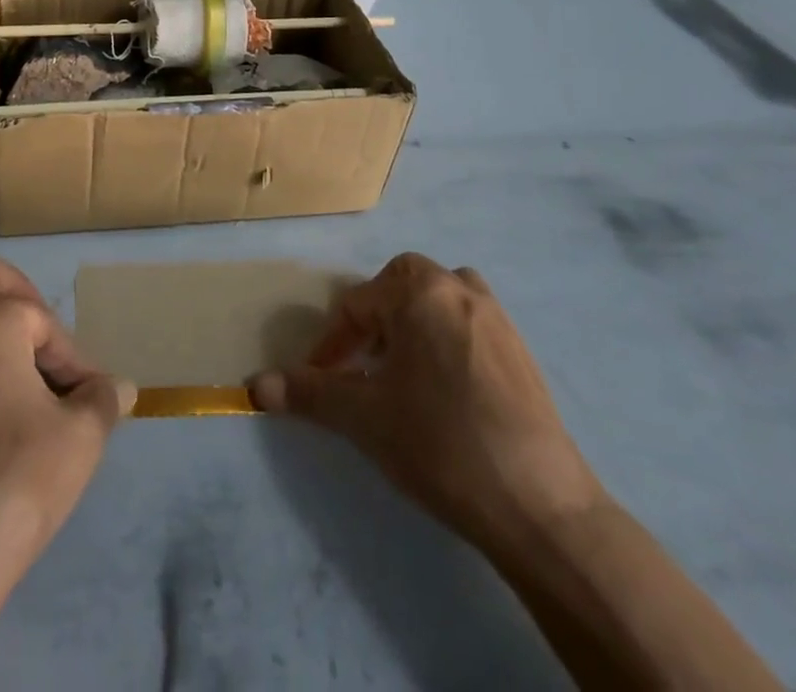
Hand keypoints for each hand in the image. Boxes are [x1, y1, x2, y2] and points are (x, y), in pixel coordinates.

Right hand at [252, 253, 603, 552]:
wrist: (541, 508)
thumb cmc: (440, 443)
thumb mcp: (364, 417)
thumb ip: (308, 393)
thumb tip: (254, 386)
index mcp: (419, 290)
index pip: (357, 304)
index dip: (331, 344)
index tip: (322, 380)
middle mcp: (459, 288)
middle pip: (400, 288)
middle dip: (374, 323)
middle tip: (363, 367)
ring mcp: (498, 318)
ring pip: (438, 301)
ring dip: (412, 325)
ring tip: (402, 372)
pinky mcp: (523, 352)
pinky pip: (469, 325)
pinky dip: (446, 341)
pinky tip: (445, 391)